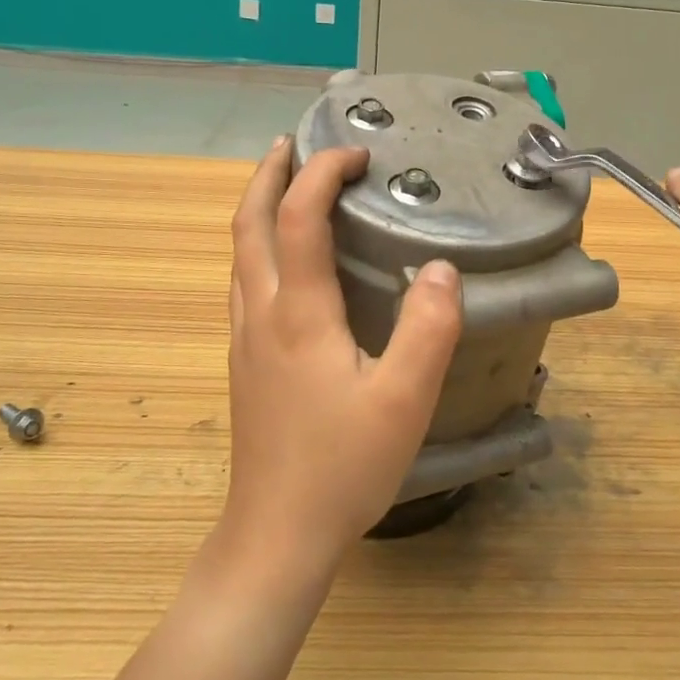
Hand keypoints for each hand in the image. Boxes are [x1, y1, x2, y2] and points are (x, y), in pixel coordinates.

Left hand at [220, 138, 462, 581]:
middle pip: (248, 224)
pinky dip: (259, 245)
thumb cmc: (342, 466)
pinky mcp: (245, 362)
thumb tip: (439, 267)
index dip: (323, 174)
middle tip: (294, 145)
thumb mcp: (404, 400)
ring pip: (239, 253)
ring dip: (257, 207)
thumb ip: (428, 329)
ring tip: (286, 187)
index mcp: (298, 312)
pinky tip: (284, 262)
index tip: (358, 155)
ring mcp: (245, 339)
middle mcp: (261, 313)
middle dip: (269, 175)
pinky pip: (245, 281)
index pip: (299, 217)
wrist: (276, 534)